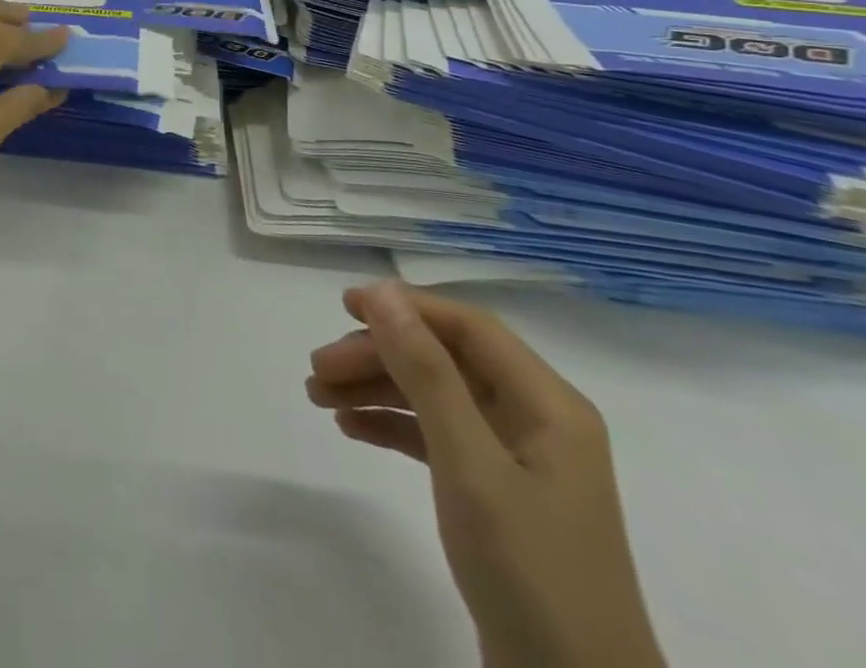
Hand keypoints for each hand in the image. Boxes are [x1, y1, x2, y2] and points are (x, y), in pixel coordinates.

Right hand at [307, 282, 665, 667]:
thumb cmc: (530, 573)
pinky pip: (437, 438)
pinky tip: (350, 427)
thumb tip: (383, 292)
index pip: (467, 327)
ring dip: (378, 389)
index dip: (406, 308)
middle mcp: (535, 420)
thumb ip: (426, 373)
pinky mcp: (496, 497)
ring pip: (435, 398)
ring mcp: (517, 460)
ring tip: (319, 396)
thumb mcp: (470, 465)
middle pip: (445, 361)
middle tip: (318, 369)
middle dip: (380, 357)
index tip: (344, 306)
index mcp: (547, 403)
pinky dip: (393, 427)